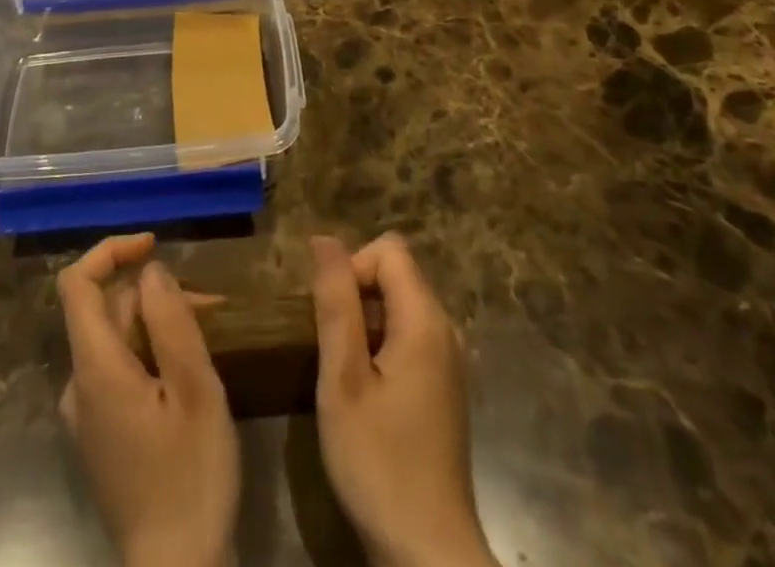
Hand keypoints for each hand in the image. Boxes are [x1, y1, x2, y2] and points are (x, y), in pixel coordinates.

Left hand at [57, 233, 238, 566]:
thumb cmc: (190, 475)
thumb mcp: (195, 389)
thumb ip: (170, 321)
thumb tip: (150, 271)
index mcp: (94, 370)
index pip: (77, 285)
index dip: (110, 251)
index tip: (153, 244)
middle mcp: (79, 386)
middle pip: (107, 312)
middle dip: (155, 295)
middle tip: (210, 306)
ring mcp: (87, 415)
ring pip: (118, 341)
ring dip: (159, 324)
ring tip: (210, 334)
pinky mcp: (102, 436)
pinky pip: (120, 372)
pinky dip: (152, 354)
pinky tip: (189, 371)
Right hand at [311, 233, 498, 566]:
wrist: (428, 554)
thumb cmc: (379, 462)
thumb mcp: (343, 378)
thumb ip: (335, 302)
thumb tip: (324, 238)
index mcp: (425, 319)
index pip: (388, 249)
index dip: (352, 267)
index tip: (330, 317)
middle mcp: (446, 329)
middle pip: (396, 275)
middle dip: (356, 295)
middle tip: (330, 349)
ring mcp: (449, 361)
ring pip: (400, 307)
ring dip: (365, 324)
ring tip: (343, 373)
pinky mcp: (445, 389)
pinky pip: (410, 338)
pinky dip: (382, 348)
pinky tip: (366, 396)